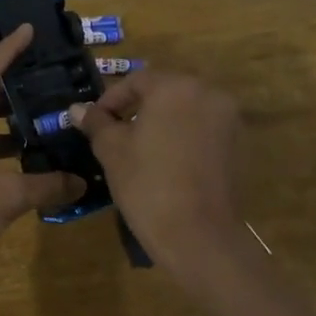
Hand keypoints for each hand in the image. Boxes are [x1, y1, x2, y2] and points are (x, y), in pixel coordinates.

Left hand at [0, 24, 85, 280]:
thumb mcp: (4, 198)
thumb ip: (45, 185)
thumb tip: (81, 180)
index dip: (8, 50)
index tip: (28, 28)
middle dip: (14, 87)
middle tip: (46, 77)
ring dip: (10, 122)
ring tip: (45, 117)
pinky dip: (4, 150)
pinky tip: (28, 159)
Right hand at [71, 70, 244, 273]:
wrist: (198, 235)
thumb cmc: (147, 184)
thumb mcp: (112, 150)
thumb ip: (96, 123)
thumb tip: (77, 109)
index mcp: (175, 86)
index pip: (136, 81)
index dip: (111, 100)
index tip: (94, 122)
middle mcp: (208, 92)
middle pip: (164, 91)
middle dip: (138, 108)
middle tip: (114, 133)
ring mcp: (229, 118)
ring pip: (186, 110)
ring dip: (162, 121)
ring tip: (139, 148)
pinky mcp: (238, 144)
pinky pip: (203, 129)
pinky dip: (183, 136)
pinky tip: (167, 161)